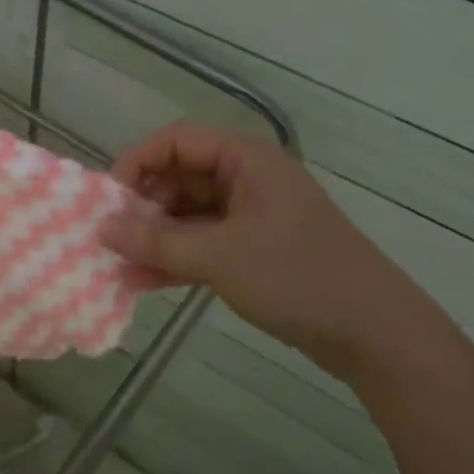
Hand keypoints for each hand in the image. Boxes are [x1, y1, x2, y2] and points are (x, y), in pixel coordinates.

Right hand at [101, 123, 445, 385]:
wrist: (371, 331)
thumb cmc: (295, 275)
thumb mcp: (218, 256)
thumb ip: (156, 240)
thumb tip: (101, 229)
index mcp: (245, 160)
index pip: (177, 142)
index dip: (137, 164)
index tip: (109, 201)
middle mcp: (247, 179)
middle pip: (180, 178)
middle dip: (143, 208)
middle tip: (112, 240)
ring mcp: (252, 217)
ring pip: (189, 216)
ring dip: (155, 239)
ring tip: (119, 267)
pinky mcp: (255, 251)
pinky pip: (204, 245)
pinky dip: (176, 259)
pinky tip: (144, 283)